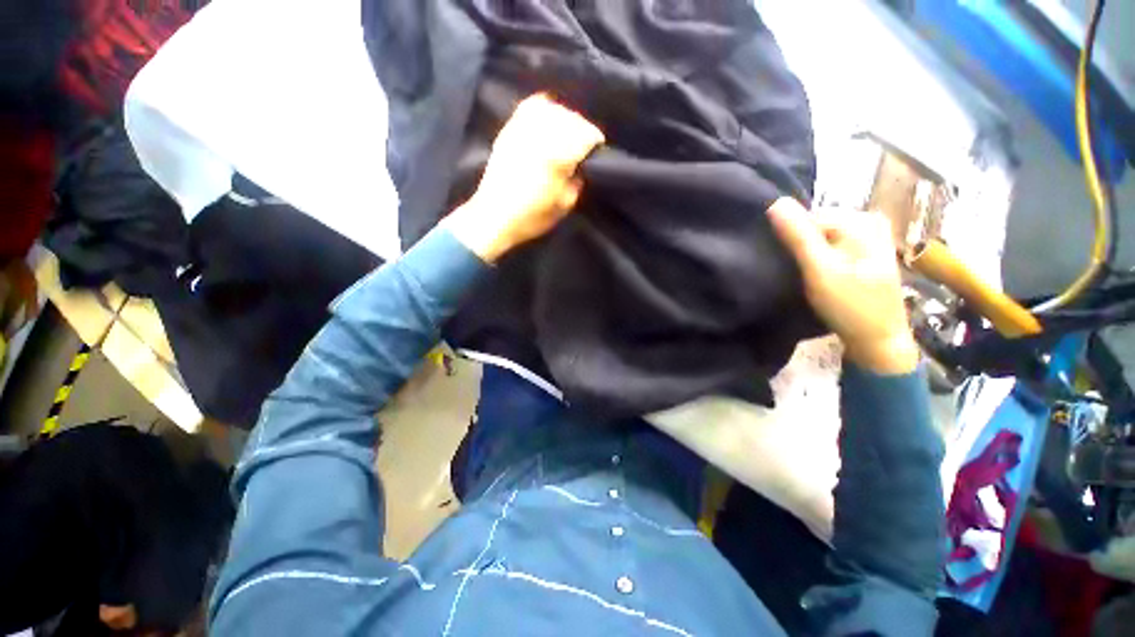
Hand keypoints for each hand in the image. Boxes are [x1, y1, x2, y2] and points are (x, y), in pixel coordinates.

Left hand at [445, 93, 604, 262]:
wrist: (493, 217)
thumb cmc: (530, 218)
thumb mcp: (562, 207)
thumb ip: (576, 184)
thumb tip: (580, 170)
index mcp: (556, 158)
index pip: (584, 135)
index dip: (595, 140)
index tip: (599, 149)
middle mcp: (540, 138)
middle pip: (570, 119)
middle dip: (582, 129)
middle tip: (585, 143)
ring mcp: (522, 132)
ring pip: (552, 109)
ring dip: (565, 118)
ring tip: (568, 131)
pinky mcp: (508, 132)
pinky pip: (528, 107)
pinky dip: (542, 108)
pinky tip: (547, 118)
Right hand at [768, 198, 918, 374]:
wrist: (879, 340)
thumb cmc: (850, 305)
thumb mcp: (820, 269)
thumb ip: (798, 236)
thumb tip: (774, 203)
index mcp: (859, 221)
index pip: (807, 218)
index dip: (790, 240)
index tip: (787, 265)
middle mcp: (867, 222)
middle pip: (815, 226)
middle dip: (800, 246)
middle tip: (797, 273)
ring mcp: (869, 238)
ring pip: (820, 238)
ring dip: (806, 253)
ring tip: (804, 275)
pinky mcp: (864, 254)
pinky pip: (830, 246)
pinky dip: (818, 257)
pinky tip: (817, 274)